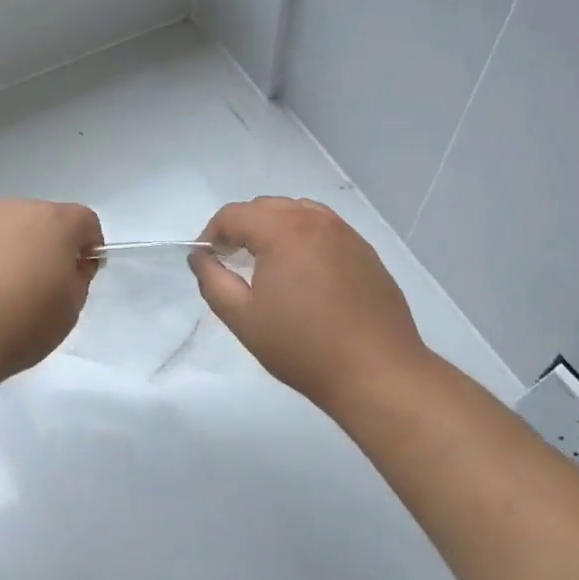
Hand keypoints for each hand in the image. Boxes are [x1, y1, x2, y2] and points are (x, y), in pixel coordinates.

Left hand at [0, 199, 102, 382]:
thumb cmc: (19, 325)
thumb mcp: (69, 311)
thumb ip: (78, 279)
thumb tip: (70, 265)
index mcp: (54, 223)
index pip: (85, 221)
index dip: (88, 246)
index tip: (80, 274)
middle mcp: (15, 209)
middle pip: (42, 220)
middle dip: (47, 245)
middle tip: (38, 286)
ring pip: (3, 228)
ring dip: (9, 249)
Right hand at [190, 196, 427, 410]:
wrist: (377, 372)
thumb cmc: (303, 346)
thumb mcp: (243, 318)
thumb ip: (212, 281)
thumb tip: (200, 257)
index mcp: (283, 230)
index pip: (234, 214)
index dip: (212, 233)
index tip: (208, 259)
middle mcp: (315, 220)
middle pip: (266, 207)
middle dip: (242, 227)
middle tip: (232, 261)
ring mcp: (345, 233)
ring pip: (297, 212)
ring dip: (274, 228)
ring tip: (267, 263)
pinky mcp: (365, 251)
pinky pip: (324, 229)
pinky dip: (304, 238)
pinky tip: (304, 273)